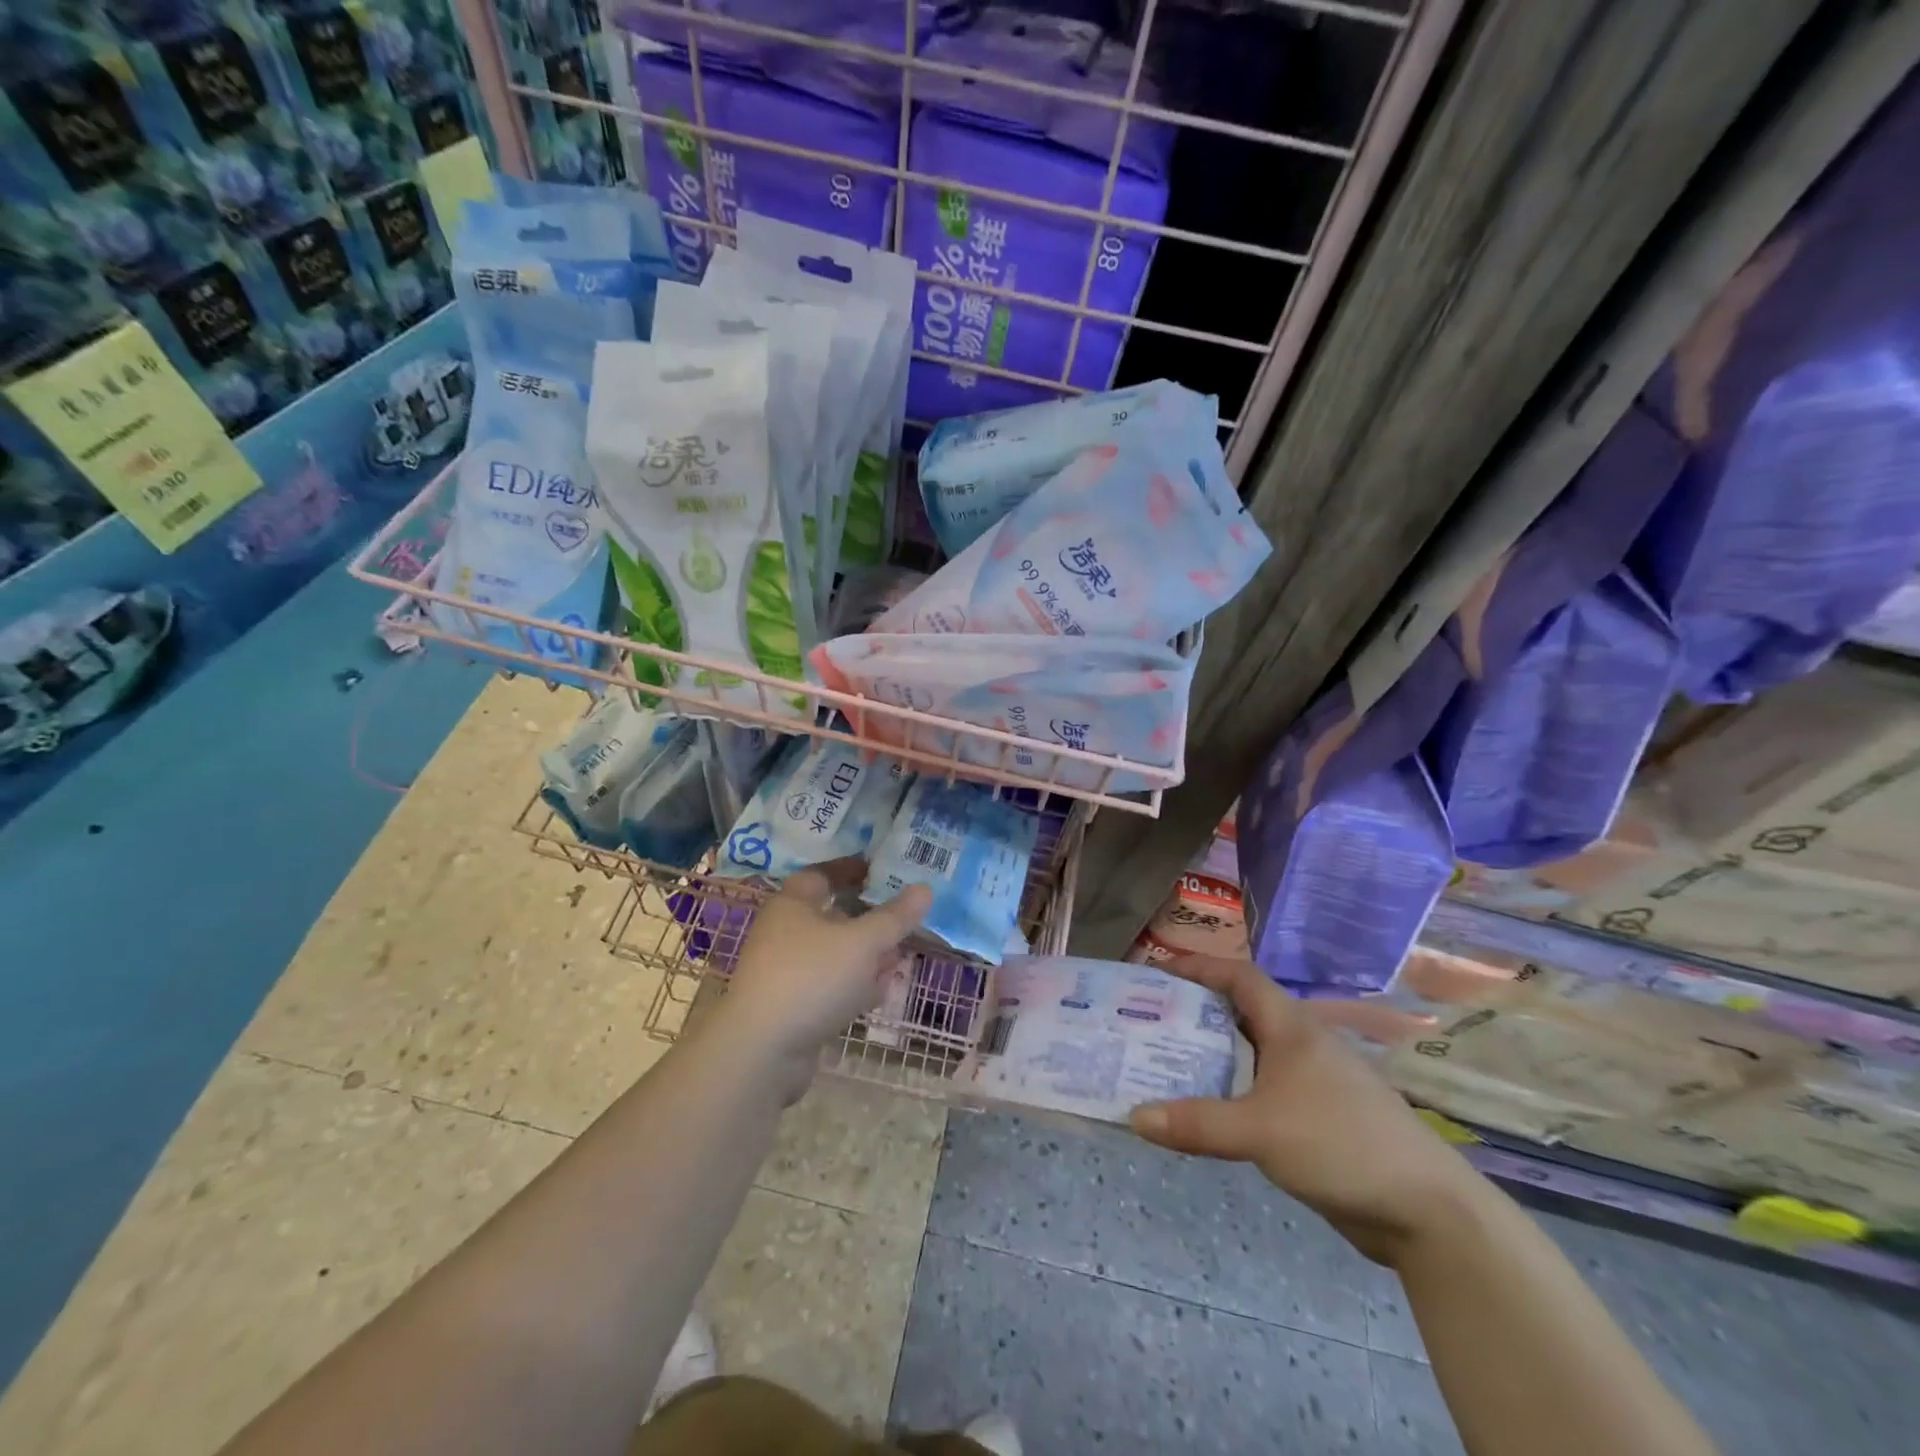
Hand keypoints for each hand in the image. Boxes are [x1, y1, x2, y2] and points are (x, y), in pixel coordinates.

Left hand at [715, 859, 930, 1080]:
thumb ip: (894, 917)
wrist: (762, 1052)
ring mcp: (787, 973)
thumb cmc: (811, 978)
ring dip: (866, 954)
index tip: (879, 868)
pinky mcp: (794, 1007)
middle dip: (868, 917)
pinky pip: (830, 986)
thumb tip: (924, 888)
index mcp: (793, 905)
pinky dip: (855, 985)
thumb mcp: (861, 942)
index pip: (821, 874)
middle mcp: (785, 933)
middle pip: (831, 915)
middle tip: (902, 917)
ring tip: (900, 956)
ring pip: (834, 954)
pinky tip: (880, 992)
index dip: (850, 869)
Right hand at [1129, 955, 1486, 1266]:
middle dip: (1197, 1012)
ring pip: (1253, 1054)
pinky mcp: (1320, 1118)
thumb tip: (1134, 1117)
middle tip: (1151, 1021)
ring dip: (1214, 1055)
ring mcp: (1314, 1083)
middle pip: (1242, 1013)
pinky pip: (1264, 1090)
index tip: (1159, 970)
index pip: (1240, 977)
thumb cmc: (1341, 1144)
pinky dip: (1234, 1091)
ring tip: (1168, 1064)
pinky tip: (1213, 1111)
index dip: (1201, 967)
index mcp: (1292, 1028)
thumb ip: (1197, 1123)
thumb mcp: (1260, 1130)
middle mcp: (1302, 1045)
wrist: (1428, 1211)